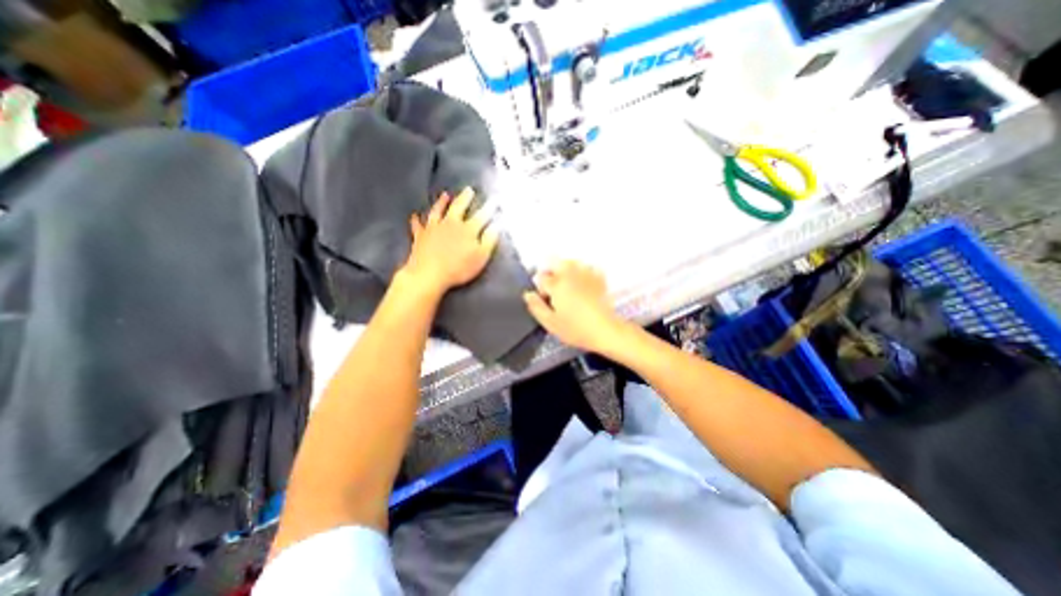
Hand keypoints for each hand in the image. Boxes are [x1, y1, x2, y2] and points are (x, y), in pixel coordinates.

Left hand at [403, 188, 501, 295]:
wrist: (428, 274)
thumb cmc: (458, 268)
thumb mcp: (480, 257)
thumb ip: (489, 240)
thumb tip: (496, 226)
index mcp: (467, 229)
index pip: (481, 216)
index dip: (489, 208)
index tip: (494, 200)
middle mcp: (450, 223)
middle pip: (458, 207)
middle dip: (465, 198)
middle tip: (469, 190)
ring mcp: (433, 228)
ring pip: (438, 211)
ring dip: (442, 202)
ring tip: (445, 195)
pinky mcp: (420, 236)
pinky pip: (417, 225)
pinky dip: (416, 220)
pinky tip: (415, 215)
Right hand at [523, 260, 626, 353]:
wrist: (605, 330)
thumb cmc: (576, 329)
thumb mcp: (550, 323)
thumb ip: (536, 307)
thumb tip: (528, 294)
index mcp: (557, 285)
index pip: (541, 277)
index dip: (540, 289)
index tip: (545, 300)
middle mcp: (570, 274)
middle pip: (555, 262)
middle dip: (551, 272)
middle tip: (553, 288)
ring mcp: (586, 274)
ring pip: (572, 261)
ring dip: (566, 269)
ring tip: (567, 284)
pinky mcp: (599, 278)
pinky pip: (589, 267)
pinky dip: (584, 271)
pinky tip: (584, 282)